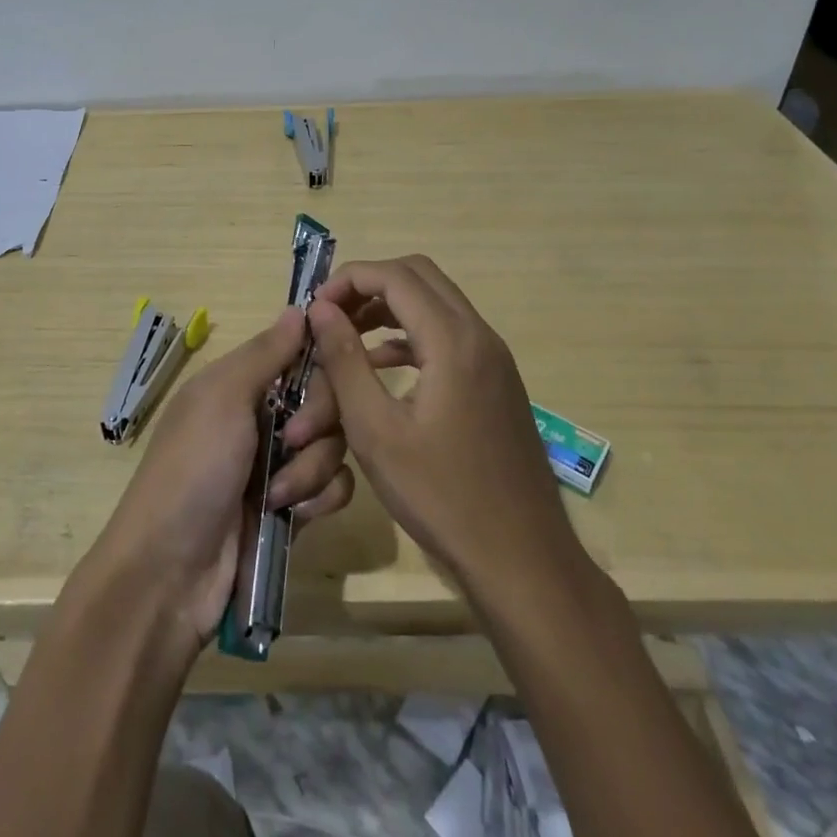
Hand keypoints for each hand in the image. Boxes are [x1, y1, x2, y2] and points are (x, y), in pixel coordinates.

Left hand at [88, 308, 355, 647]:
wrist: (170, 573)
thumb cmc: (192, 468)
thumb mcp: (222, 398)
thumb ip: (266, 353)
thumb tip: (301, 307)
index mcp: (239, 384)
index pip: (299, 354)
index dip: (319, 362)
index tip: (334, 368)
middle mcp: (261, 418)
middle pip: (324, 399)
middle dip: (317, 420)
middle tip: (290, 440)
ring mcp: (277, 465)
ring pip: (333, 445)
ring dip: (311, 468)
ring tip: (277, 495)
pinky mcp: (292, 509)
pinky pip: (333, 489)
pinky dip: (319, 499)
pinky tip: (293, 515)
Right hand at [307, 256, 575, 594]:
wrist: (522, 560)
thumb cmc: (442, 497)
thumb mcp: (376, 431)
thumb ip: (345, 361)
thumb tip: (320, 309)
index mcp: (453, 341)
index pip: (395, 276)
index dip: (348, 279)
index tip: (314, 308)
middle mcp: (479, 336)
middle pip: (419, 276)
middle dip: (369, 284)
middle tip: (331, 315)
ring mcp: (493, 358)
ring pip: (435, 302)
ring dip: (390, 306)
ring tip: (346, 335)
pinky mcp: (495, 381)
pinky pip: (449, 334)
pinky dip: (411, 333)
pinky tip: (381, 365)